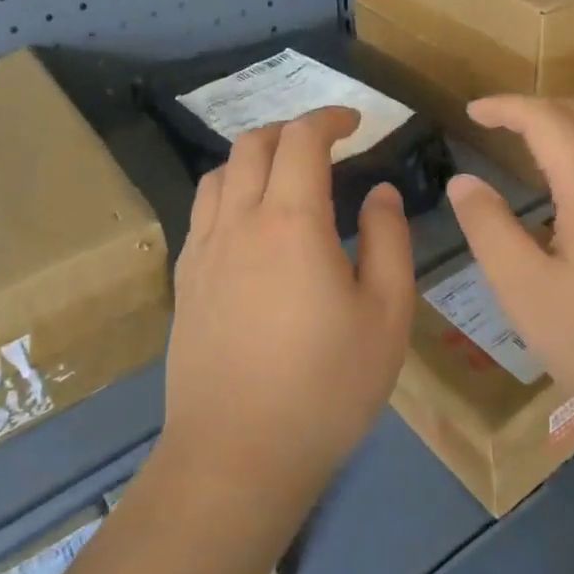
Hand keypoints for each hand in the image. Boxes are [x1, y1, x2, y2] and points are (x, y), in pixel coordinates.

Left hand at [161, 106, 415, 502]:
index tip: (355, 122)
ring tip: (285, 177)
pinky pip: (202, 212)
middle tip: (326, 145)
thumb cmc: (326, 387)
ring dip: (254, 158)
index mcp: (291, 222)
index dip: (329, 119)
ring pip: (219, 174)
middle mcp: (238, 222)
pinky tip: (250, 225)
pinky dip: (229, 193)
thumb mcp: (386, 314)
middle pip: (253, 145)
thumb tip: (379, 193)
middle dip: (291, 130)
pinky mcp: (185, 281)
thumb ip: (387, 240)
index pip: (302, 140)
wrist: (237, 455)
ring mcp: (203, 251)